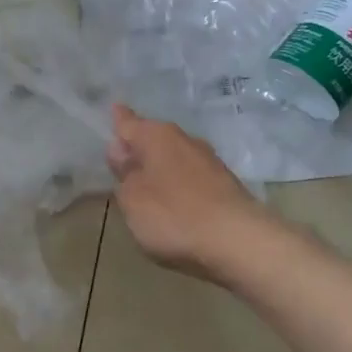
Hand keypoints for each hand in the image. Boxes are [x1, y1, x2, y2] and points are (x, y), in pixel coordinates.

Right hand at [107, 104, 267, 282]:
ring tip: (145, 185)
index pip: (128, 122)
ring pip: (174, 158)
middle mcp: (185, 140)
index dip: (117, 118)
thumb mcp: (132, 199)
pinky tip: (173, 202)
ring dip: (160, 167)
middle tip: (120, 161)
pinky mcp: (225, 185)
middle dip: (138, 147)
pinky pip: (191, 177)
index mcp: (157, 136)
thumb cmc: (173, 216)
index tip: (112, 109)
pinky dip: (179, 185)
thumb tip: (122, 151)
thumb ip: (123, 174)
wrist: (239, 243)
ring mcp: (209, 161)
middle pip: (153, 138)